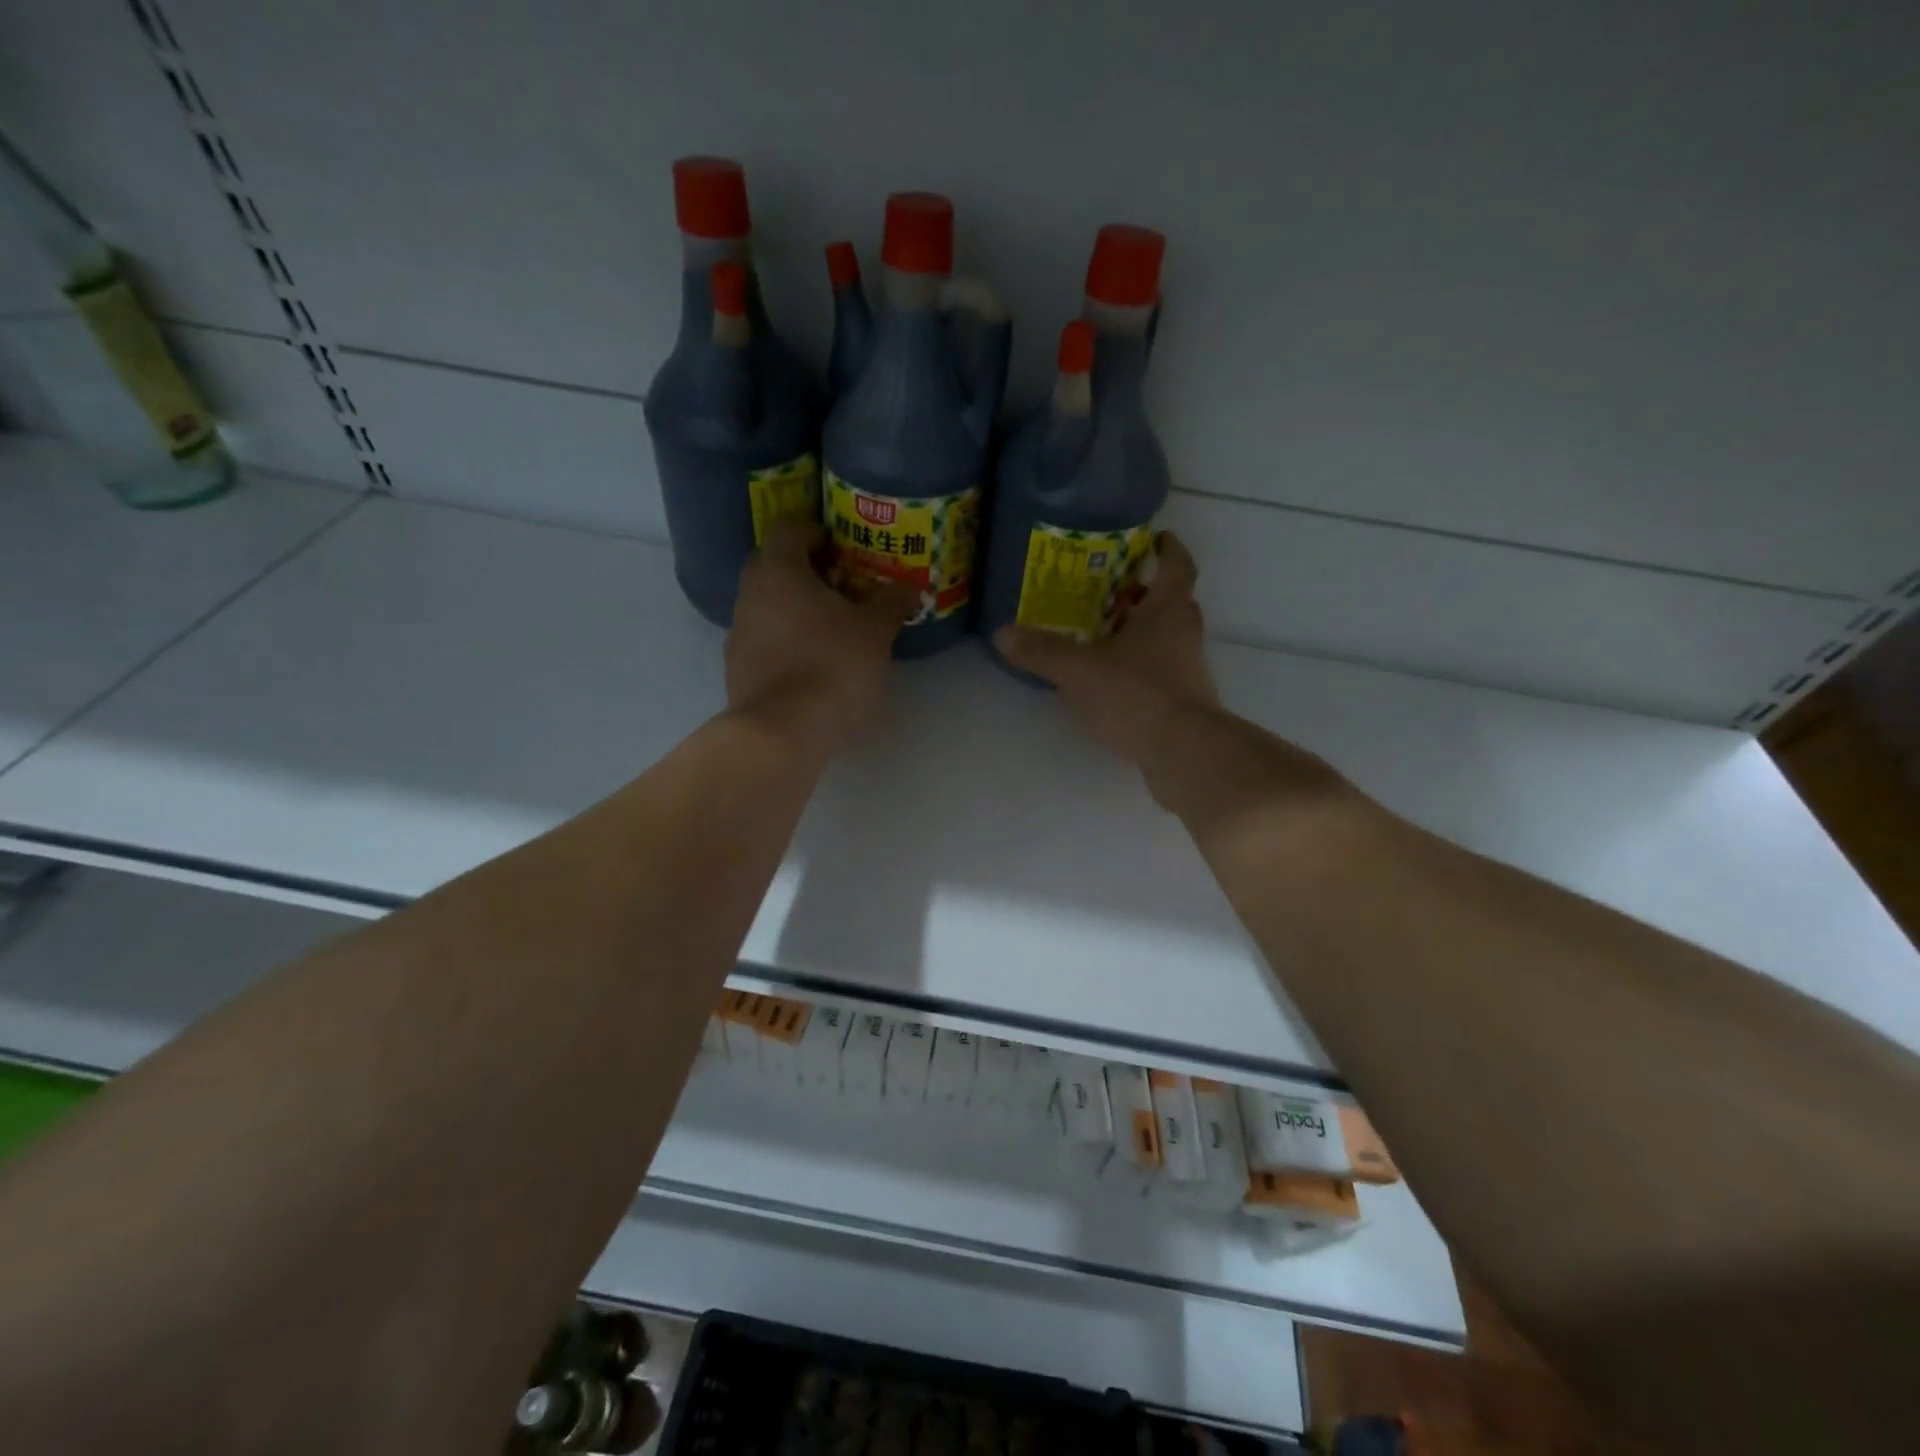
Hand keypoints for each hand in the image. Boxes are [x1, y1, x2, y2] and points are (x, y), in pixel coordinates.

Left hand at [726, 520, 914, 758]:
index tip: (840, 548)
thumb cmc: (831, 666)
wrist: (781, 732)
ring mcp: (738, 633)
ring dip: (793, 607)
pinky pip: (763, 639)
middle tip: (840, 586)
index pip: (788, 528)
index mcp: (779, 571)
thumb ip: (891, 603)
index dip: (815, 531)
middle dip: (804, 570)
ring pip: (766, 604)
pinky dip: (785, 640)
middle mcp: (750, 594)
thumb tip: (909, 588)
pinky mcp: (737, 669)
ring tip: (830, 628)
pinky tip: (812, 662)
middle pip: (772, 565)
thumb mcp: (875, 632)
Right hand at [994, 530, 1220, 773]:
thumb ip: (1042, 651)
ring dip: (1143, 632)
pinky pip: (1162, 672)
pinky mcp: (1185, 702)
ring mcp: (1189, 670)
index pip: (1177, 566)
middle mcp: (1185, 634)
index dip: (1169, 548)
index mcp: (1168, 611)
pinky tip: (1111, 681)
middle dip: (1147, 592)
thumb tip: (1002, 633)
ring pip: (1168, 639)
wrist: (1183, 752)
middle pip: (1173, 602)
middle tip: (1115, 588)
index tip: (1158, 537)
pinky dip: (1141, 668)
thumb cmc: (1137, 694)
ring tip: (1104, 634)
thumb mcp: (1079, 670)